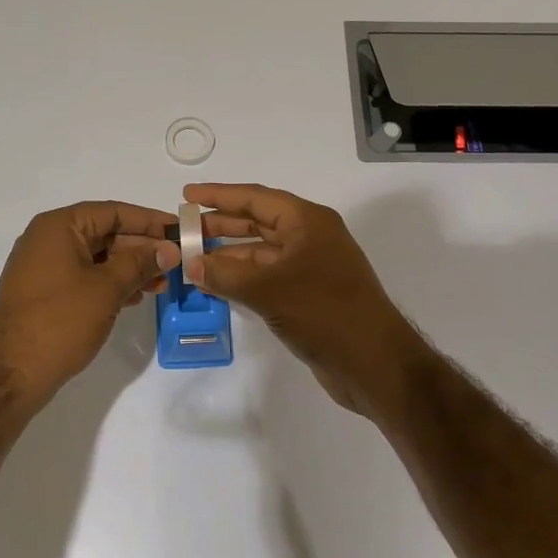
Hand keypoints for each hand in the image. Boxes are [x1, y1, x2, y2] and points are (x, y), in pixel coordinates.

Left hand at [0, 201, 178, 410]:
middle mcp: (47, 239)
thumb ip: (140, 263)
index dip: (149, 221)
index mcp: (58, 227)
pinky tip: (133, 297)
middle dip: (141, 248)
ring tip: (160, 285)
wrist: (11, 373)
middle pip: (104, 233)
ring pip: (96, 257)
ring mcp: (42, 267)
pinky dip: (109, 283)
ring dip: (129, 268)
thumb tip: (169, 249)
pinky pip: (83, 276)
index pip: (113, 212)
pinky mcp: (43, 292)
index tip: (180, 231)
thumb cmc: (61, 321)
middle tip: (175, 263)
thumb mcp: (107, 288)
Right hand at [184, 183, 422, 417]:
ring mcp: (311, 268)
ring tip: (193, 259)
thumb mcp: (269, 290)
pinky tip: (217, 285)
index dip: (220, 195)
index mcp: (308, 222)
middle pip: (259, 222)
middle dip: (221, 224)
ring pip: (261, 252)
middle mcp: (311, 238)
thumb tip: (192, 265)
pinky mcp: (309, 295)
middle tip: (184, 230)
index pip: (256, 198)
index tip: (187, 196)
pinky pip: (268, 277)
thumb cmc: (324, 313)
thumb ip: (226, 275)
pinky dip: (243, 278)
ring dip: (229, 255)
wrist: (373, 362)